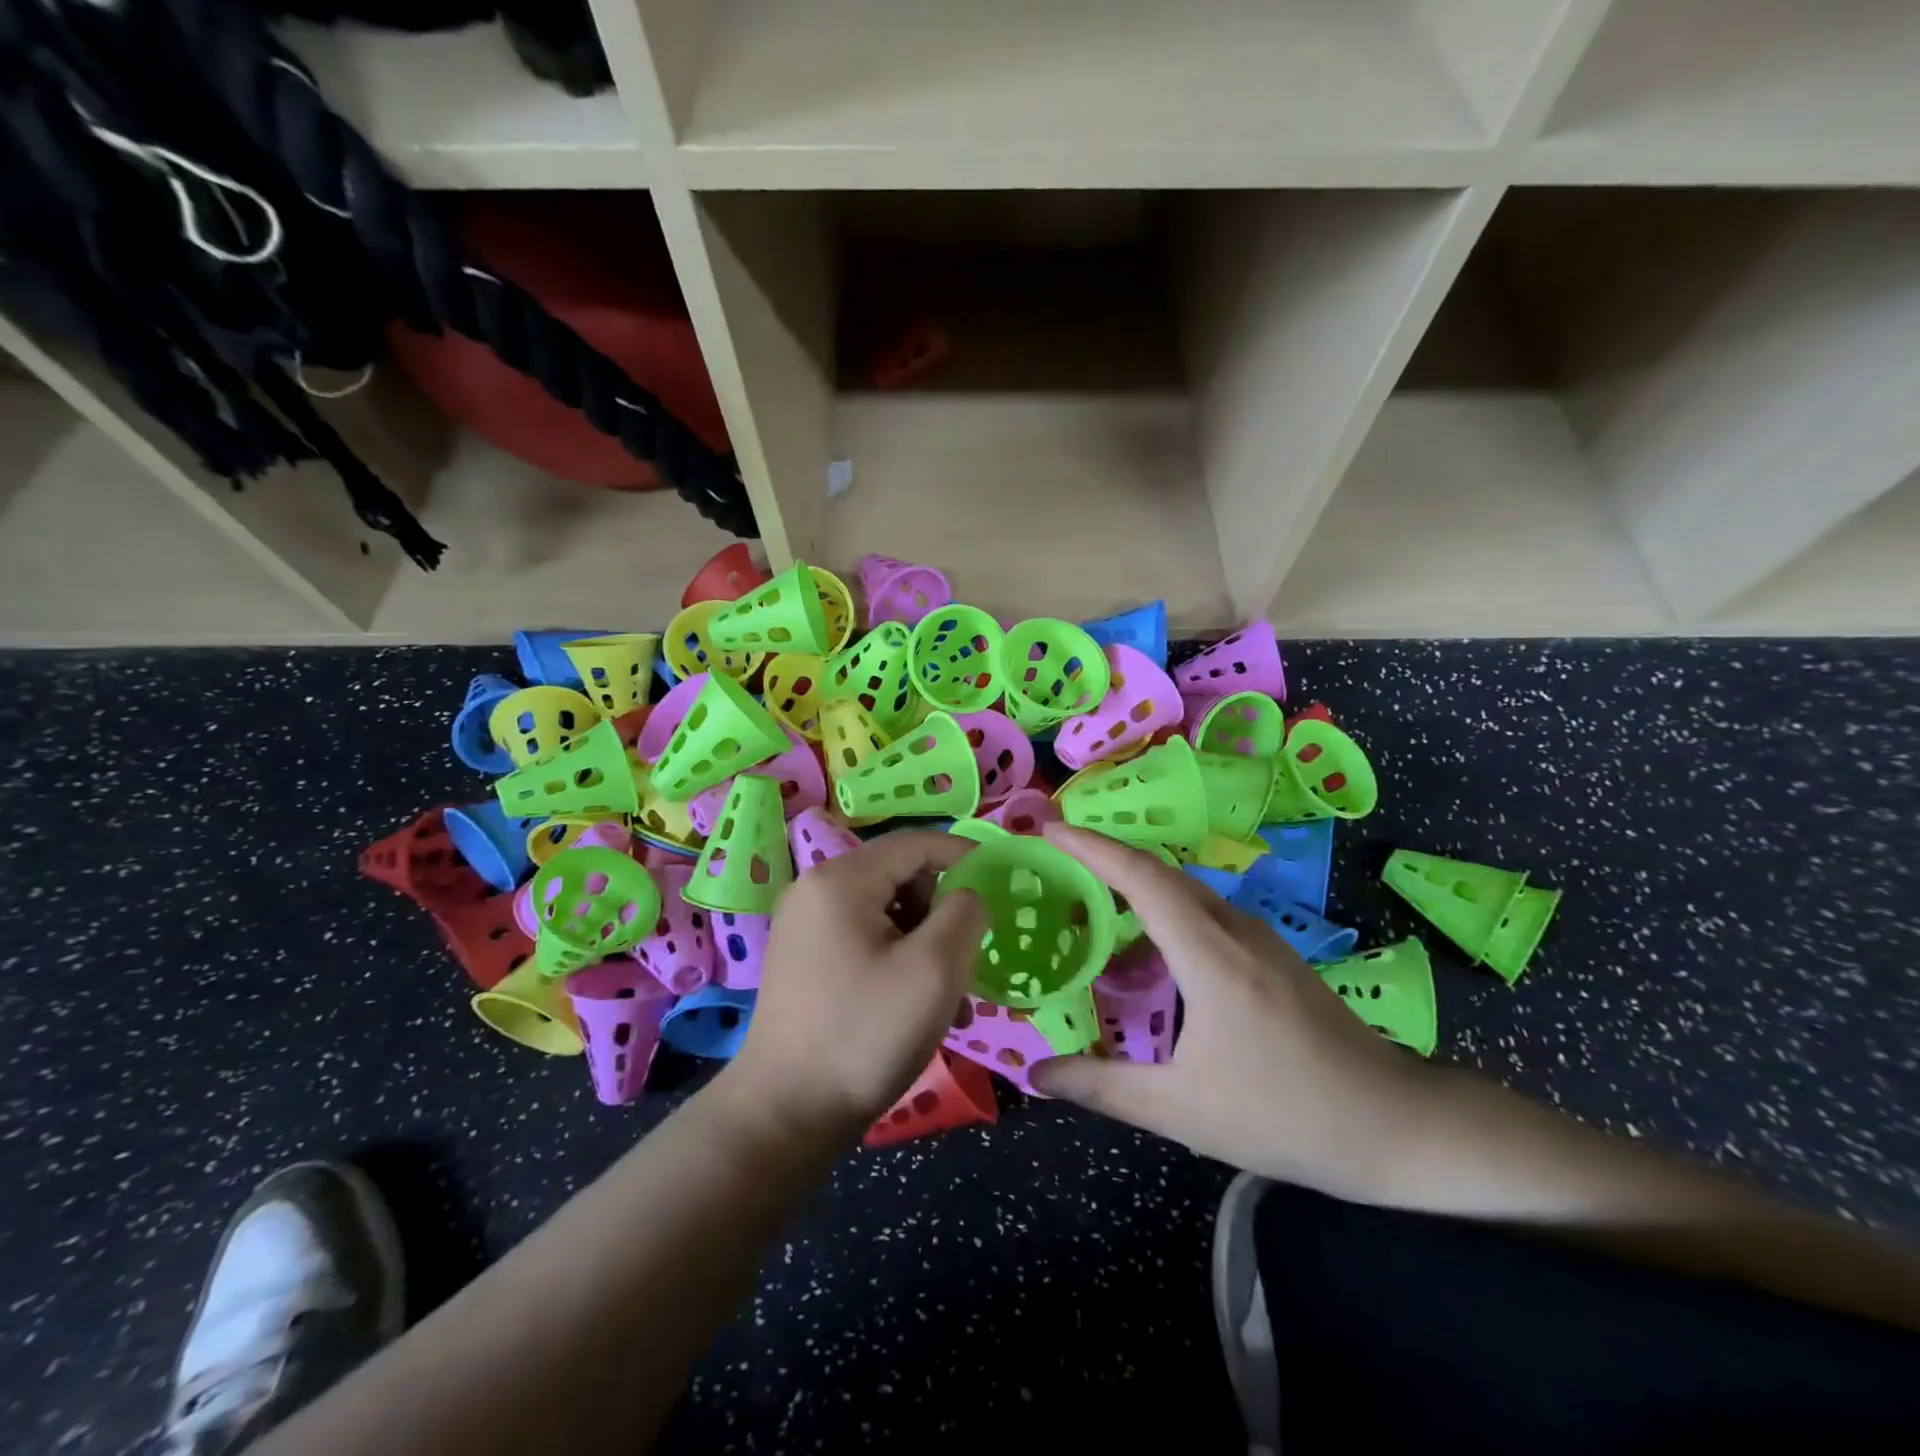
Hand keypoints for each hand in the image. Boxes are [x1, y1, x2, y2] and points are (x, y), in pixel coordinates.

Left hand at [725, 830, 985, 1135]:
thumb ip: (964, 913)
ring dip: (924, 940)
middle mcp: (816, 889)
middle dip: (942, 908)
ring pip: (885, 910)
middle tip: (967, 957)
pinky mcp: (804, 958)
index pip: (917, 842)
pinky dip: (897, 957)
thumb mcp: (935, 970)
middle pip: (900, 874)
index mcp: (842, 879)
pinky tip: (916, 1004)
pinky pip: (864, 937)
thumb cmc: (866, 1034)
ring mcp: (805, 925)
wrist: (786, 1114)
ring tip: (948, 994)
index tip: (1002, 884)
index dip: (964, 855)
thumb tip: (968, 894)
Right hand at [1030, 825, 1429, 1198]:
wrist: (1395, 1126)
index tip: (1049, 830)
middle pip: (1160, 872)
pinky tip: (1147, 941)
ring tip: (1088, 893)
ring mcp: (1258, 938)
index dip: (1091, 847)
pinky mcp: (1271, 953)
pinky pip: (1204, 910)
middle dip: (1105, 856)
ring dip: (1134, 880)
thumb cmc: (1284, 1115)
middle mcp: (1233, 929)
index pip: (1140, 877)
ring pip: (1184, 888)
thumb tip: (1036, 1073)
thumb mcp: (1181, 1110)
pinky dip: (1162, 906)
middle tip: (1054, 859)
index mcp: (1209, 954)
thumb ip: (1101, 1087)